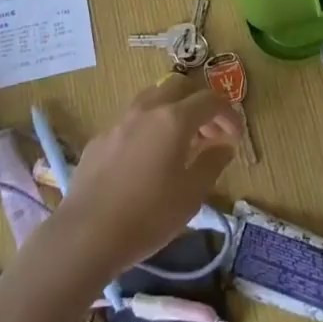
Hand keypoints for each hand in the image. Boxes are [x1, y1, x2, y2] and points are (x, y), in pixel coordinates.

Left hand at [45, 74, 241, 279]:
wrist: (86, 234)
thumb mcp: (192, 195)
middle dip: (200, 105)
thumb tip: (223, 145)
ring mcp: (119, 121)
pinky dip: (150, 128)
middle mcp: (147, 109)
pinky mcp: (100, 138)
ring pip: (153, 98)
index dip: (229, 114)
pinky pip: (132, 120)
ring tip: (180, 144)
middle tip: (210, 135)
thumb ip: (212, 162)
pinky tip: (148, 160)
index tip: (236, 137)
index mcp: (174, 119)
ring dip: (173, 111)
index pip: (211, 100)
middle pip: (180, 87)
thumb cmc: (148, 215)